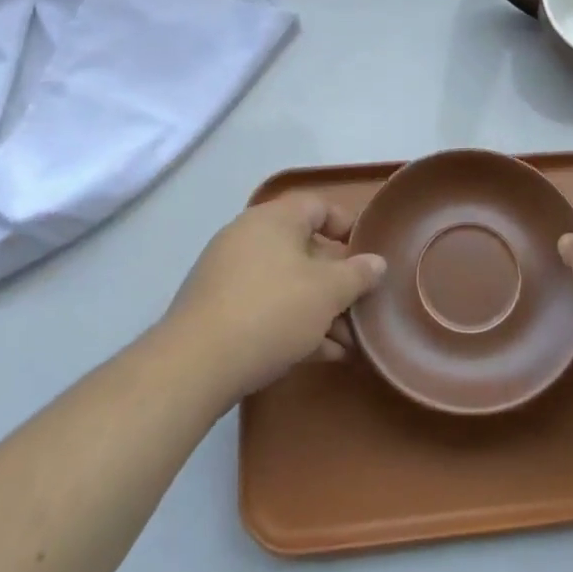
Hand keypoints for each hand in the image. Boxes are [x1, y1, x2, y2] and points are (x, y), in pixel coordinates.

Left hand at [160, 195, 384, 405]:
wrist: (195, 365)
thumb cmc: (272, 311)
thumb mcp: (328, 292)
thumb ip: (358, 274)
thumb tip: (376, 262)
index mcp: (274, 219)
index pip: (318, 206)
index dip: (347, 225)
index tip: (368, 252)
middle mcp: (248, 237)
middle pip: (304, 248)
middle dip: (337, 280)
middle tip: (361, 305)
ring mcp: (228, 274)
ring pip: (286, 283)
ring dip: (319, 308)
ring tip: (346, 341)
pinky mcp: (217, 310)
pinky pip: (265, 306)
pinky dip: (293, 323)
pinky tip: (320, 354)